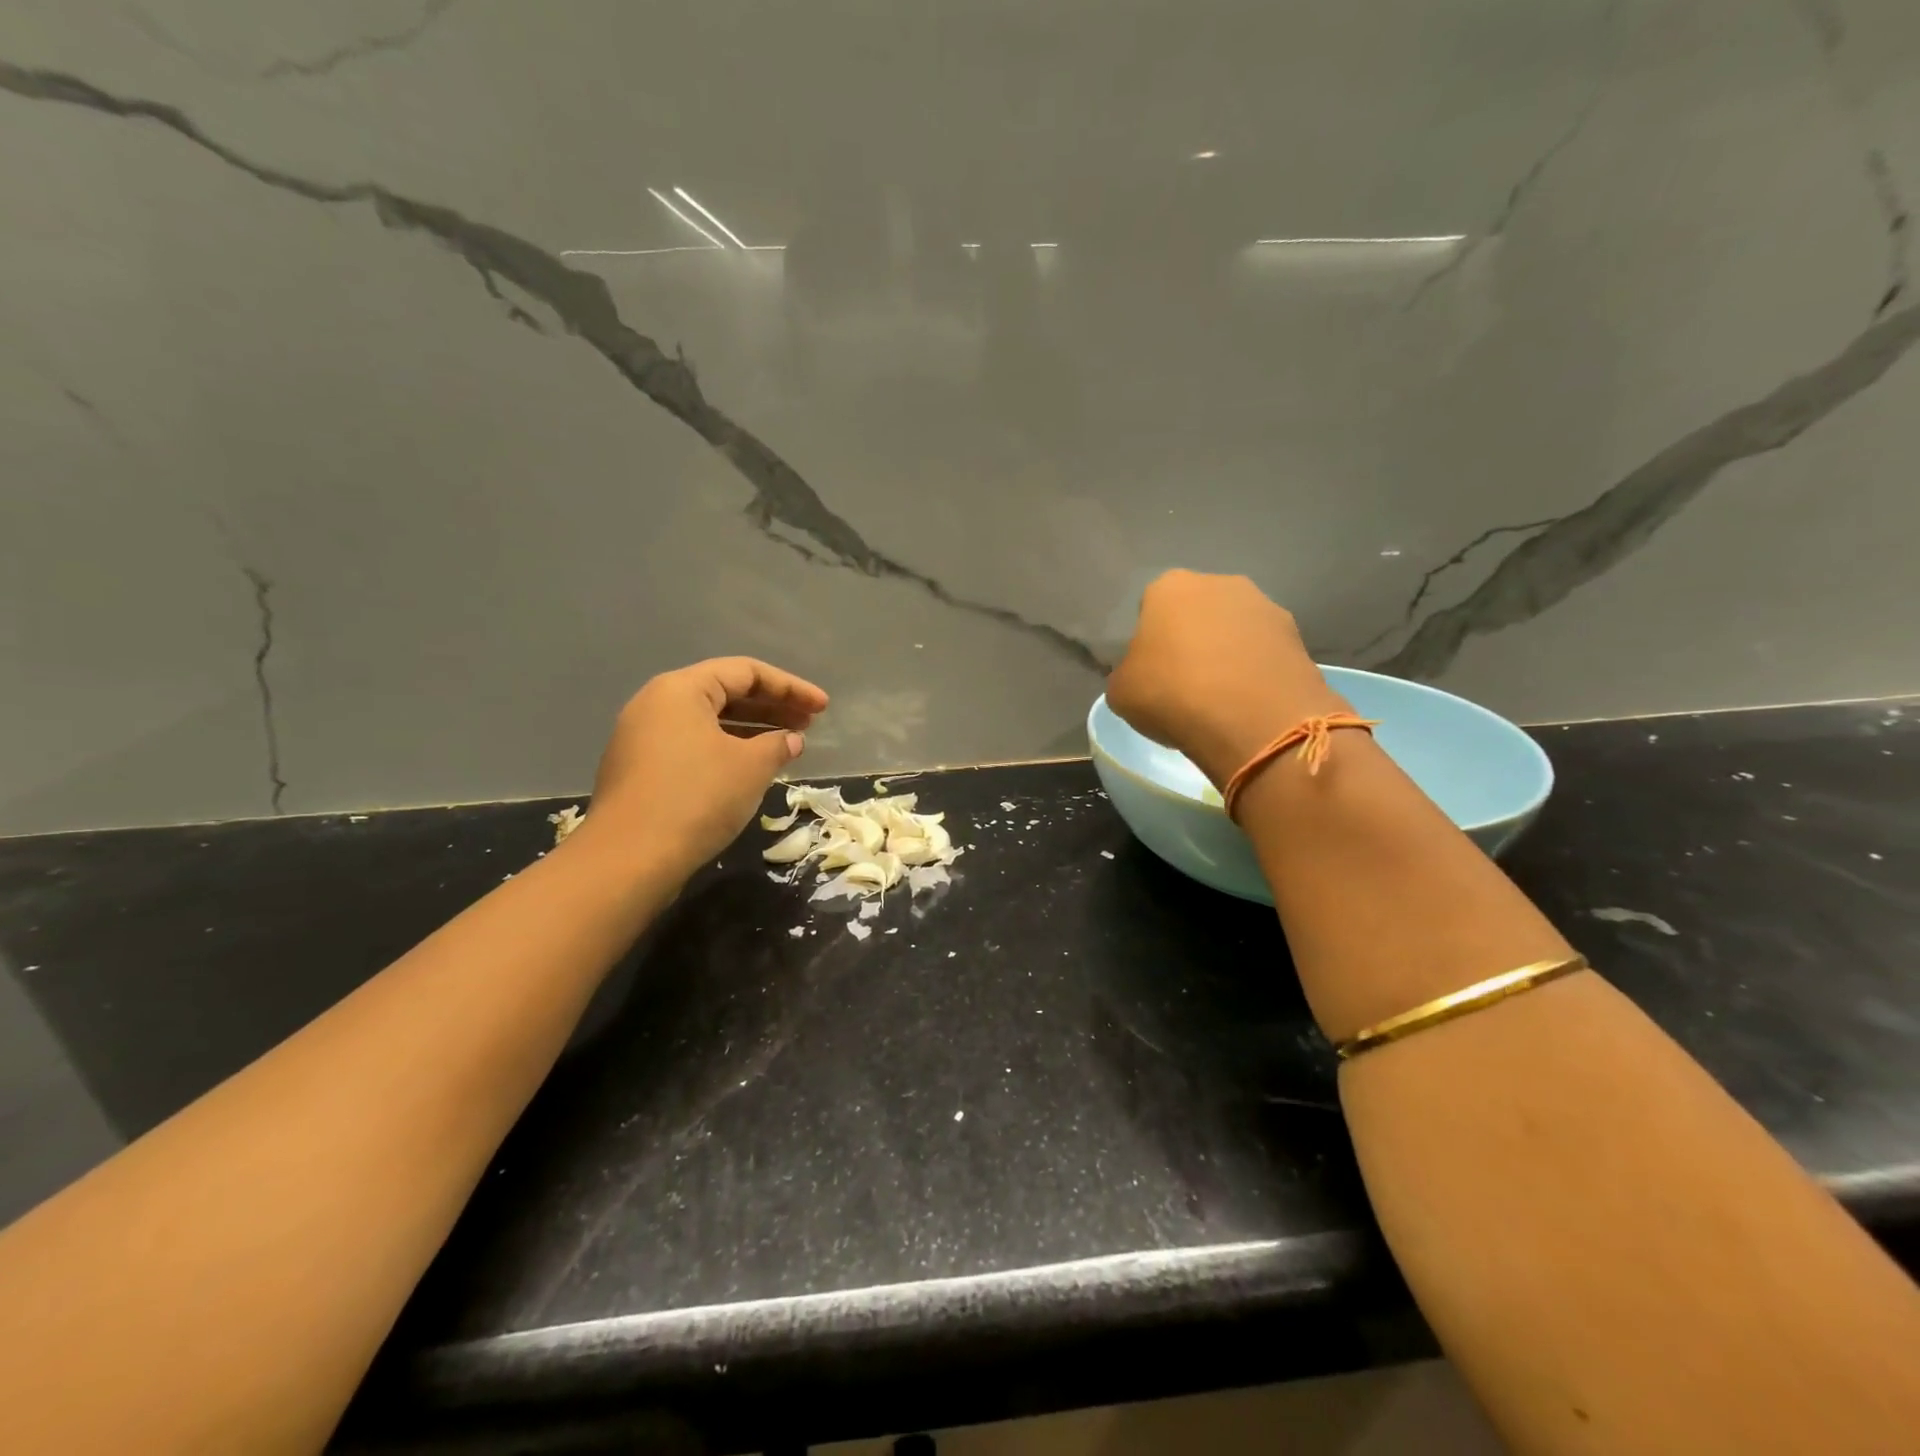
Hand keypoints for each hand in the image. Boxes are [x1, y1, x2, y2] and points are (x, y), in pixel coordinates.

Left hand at [581, 657, 828, 872]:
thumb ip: (777, 745)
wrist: (629, 860)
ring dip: (751, 730)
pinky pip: (693, 745)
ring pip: (709, 722)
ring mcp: (642, 738)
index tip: (822, 707)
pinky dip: (727, 749)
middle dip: (771, 707)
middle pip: (725, 693)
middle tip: (809, 724)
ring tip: (787, 745)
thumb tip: (790, 740)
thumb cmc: (697, 798)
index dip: (790, 687)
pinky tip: (751, 769)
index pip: (745, 672)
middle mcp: (656, 704)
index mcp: (681, 689)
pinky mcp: (640, 770)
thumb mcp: (750, 767)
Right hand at [1106, 571, 1346, 785]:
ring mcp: (1264, 606)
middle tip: (1184, 682)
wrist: (1252, 718)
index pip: (1151, 608)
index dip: (1149, 641)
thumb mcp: (1121, 691)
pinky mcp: (1297, 636)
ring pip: (1234, 629)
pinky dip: (1255, 671)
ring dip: (1227, 653)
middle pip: (1197, 612)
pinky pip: (1263, 652)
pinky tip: (1247, 702)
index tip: (1151, 671)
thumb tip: (1140, 675)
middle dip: (1191, 639)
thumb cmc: (1172, 694)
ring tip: (1220, 697)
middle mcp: (1220, 583)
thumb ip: (1127, 673)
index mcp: (1169, 587)